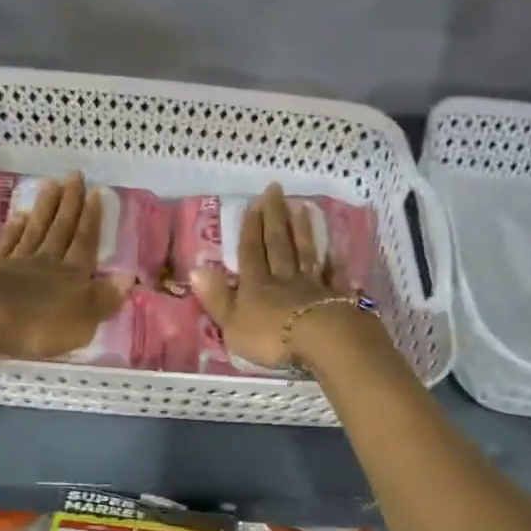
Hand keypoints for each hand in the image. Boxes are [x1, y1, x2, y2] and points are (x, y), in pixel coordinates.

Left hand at [0, 172, 131, 360]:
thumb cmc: (40, 325)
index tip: (97, 192)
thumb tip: (128, 277)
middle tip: (74, 175)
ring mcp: (17, 263)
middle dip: (70, 202)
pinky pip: (7, 244)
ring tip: (50, 184)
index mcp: (73, 275)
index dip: (93, 219)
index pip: (86, 242)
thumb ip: (104, 299)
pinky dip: (14, 229)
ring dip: (44, 207)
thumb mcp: (83, 321)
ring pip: (35, 229)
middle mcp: (47, 262)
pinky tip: (18, 216)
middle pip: (61, 228)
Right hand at [190, 184, 350, 370]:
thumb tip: (195, 269)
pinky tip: (335, 248)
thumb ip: (216, 297)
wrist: (319, 341)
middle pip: (278, 244)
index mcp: (256, 285)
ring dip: (301, 230)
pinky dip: (334, 261)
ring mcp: (311, 286)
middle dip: (275, 217)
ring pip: (304, 252)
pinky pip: (333, 275)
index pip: (251, 251)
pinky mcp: (334, 298)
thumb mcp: (232, 322)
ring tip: (301, 206)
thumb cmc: (270, 336)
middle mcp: (283, 278)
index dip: (250, 228)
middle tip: (276, 189)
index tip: (253, 202)